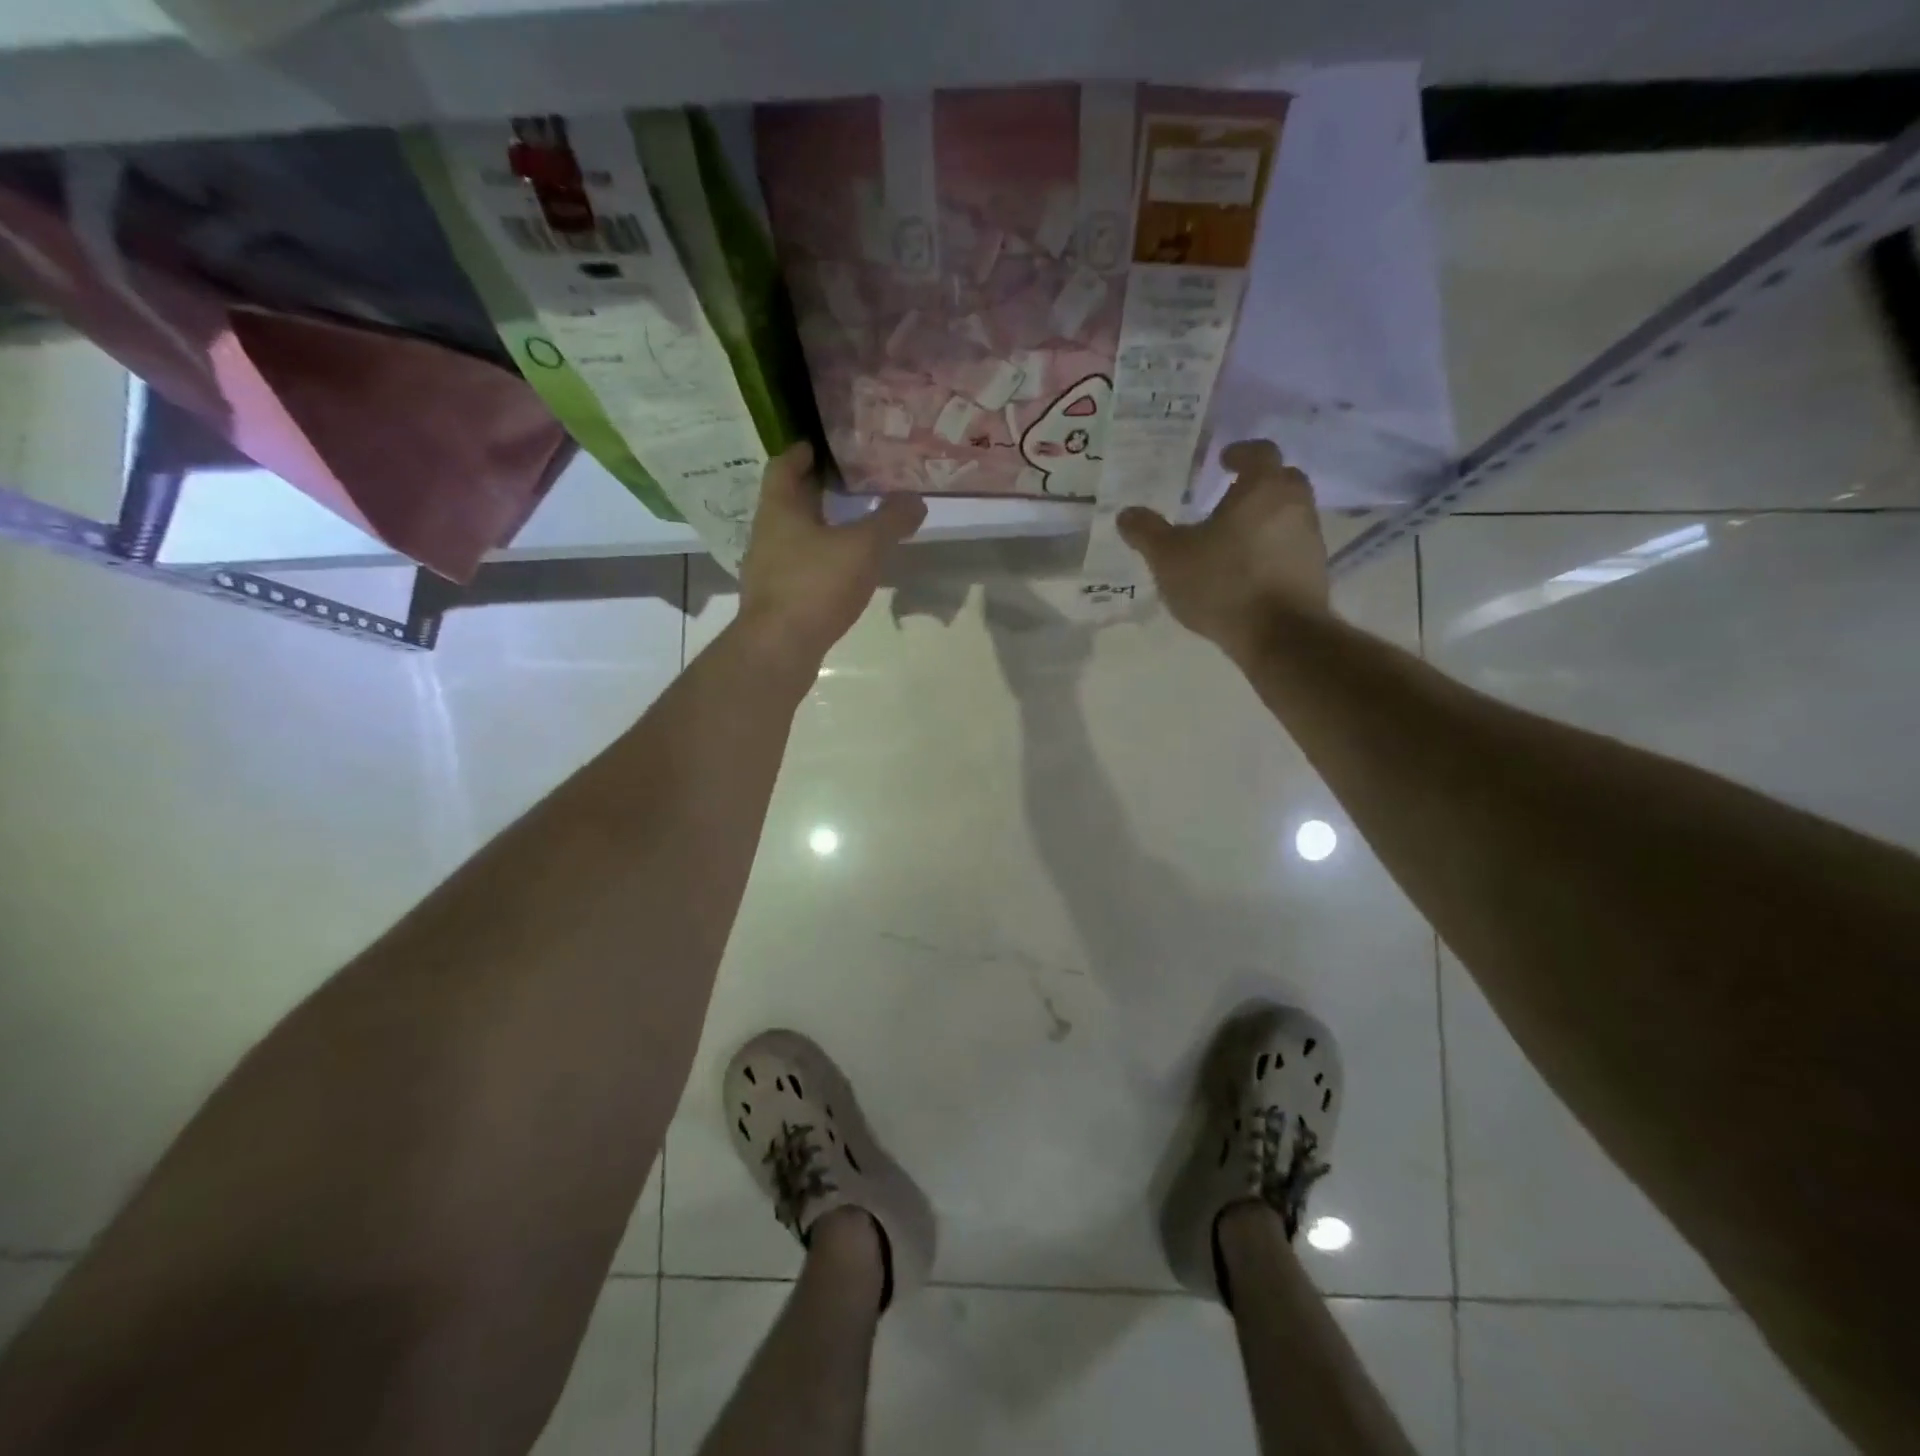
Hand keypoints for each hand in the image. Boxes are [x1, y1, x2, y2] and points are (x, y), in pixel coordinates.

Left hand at [736, 442, 926, 666]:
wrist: (780, 648)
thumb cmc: (815, 585)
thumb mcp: (864, 547)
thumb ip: (890, 521)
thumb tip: (915, 500)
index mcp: (780, 508)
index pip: (784, 466)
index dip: (801, 452)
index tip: (820, 446)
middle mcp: (767, 533)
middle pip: (789, 501)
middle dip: (815, 491)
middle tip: (847, 485)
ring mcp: (767, 569)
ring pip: (793, 537)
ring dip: (818, 528)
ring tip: (850, 528)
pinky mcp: (776, 600)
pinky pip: (798, 568)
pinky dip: (818, 561)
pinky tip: (841, 572)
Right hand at [1116, 439, 1330, 656]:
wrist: (1280, 635)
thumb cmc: (1223, 584)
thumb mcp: (1170, 558)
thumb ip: (1147, 533)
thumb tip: (1126, 514)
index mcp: (1263, 488)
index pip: (1259, 452)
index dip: (1240, 453)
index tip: (1223, 460)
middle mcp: (1295, 504)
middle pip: (1281, 480)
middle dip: (1257, 483)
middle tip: (1229, 496)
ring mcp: (1310, 538)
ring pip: (1288, 514)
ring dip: (1265, 518)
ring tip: (1234, 537)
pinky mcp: (1315, 571)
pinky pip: (1291, 546)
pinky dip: (1273, 548)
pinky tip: (1248, 569)